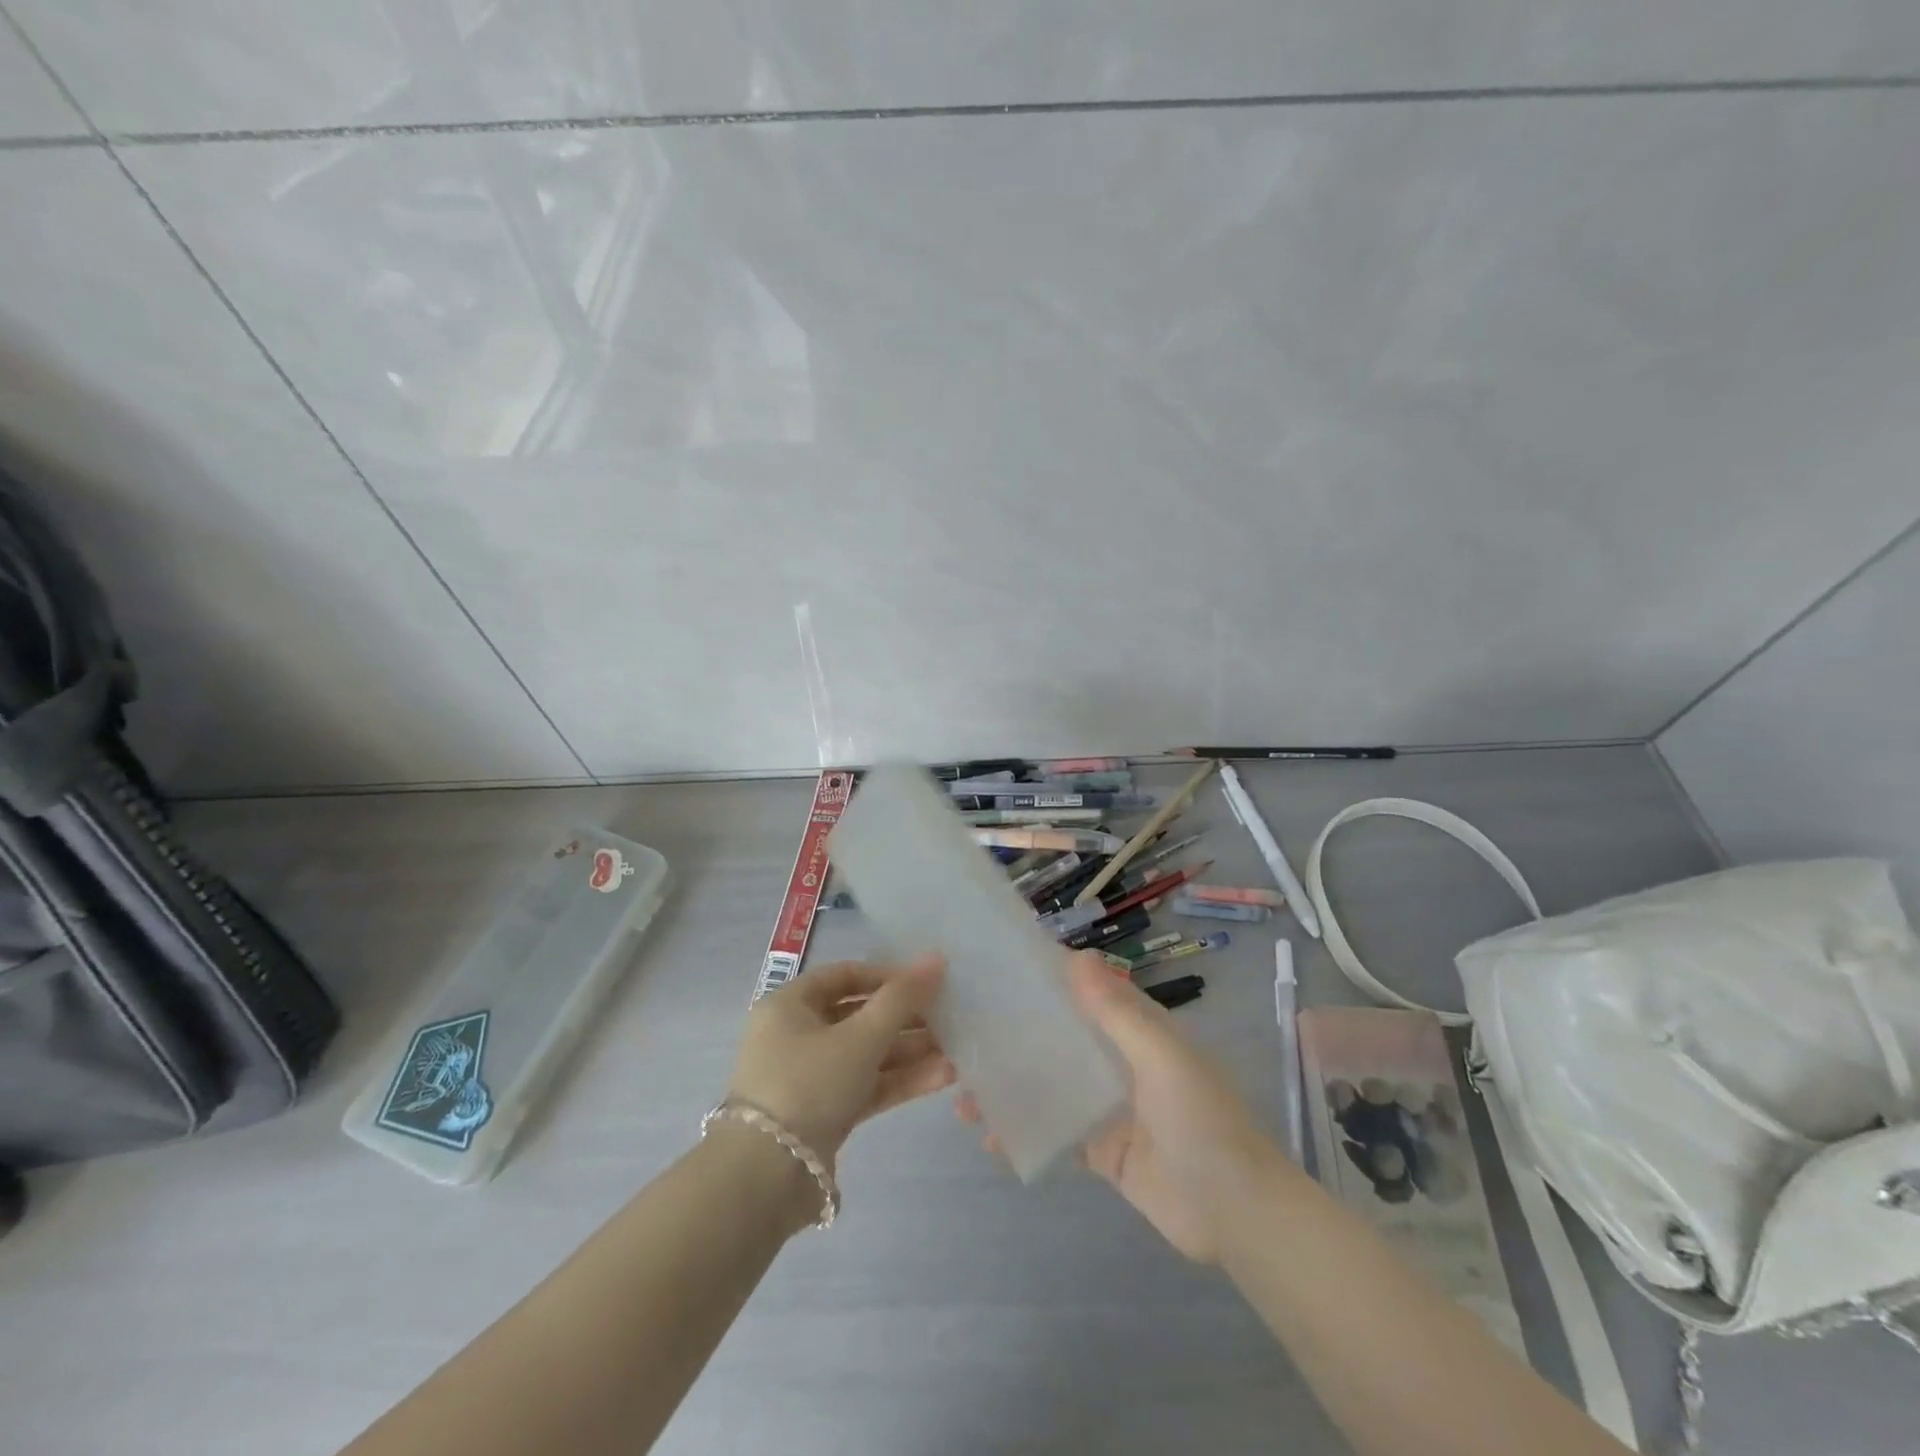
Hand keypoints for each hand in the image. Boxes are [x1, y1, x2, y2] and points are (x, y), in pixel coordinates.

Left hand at [728, 954, 953, 1166]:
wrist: (767, 1179)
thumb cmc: (809, 1084)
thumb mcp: (860, 1037)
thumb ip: (901, 999)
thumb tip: (935, 959)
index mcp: (789, 1006)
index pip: (843, 976)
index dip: (885, 975)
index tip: (924, 982)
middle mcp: (795, 1036)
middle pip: (858, 1016)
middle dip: (904, 1018)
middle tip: (947, 1017)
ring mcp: (810, 1078)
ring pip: (866, 1054)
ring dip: (908, 1052)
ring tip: (955, 1050)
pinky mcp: (824, 1115)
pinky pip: (865, 1086)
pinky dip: (899, 1081)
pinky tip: (942, 1077)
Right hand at [957, 952, 1269, 1261]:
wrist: (1235, 1214)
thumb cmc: (1200, 1121)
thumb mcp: (1161, 1057)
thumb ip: (1117, 1012)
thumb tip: (1076, 956)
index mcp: (1136, 1029)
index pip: (1085, 991)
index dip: (1045, 979)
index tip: (995, 971)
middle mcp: (1118, 1060)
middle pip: (1059, 1037)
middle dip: (1014, 1036)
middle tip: (960, 1036)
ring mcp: (1108, 1106)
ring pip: (1049, 1084)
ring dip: (1010, 1085)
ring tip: (961, 1094)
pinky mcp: (1101, 1150)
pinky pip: (1054, 1132)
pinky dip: (1023, 1131)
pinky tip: (988, 1137)